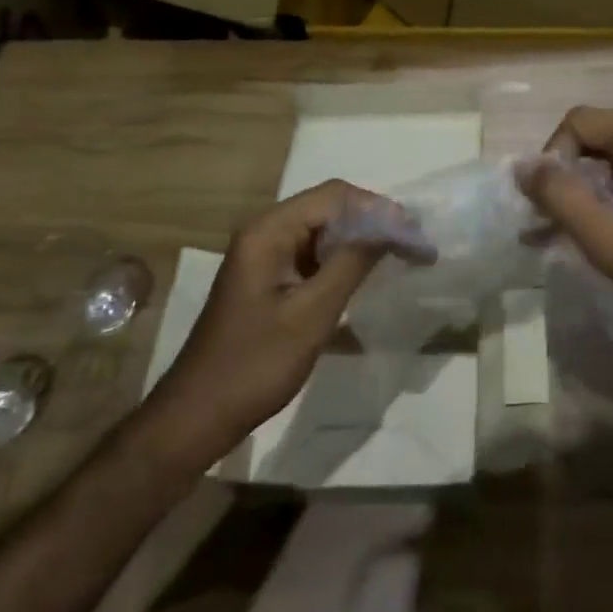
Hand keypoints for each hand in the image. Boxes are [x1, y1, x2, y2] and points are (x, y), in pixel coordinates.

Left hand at [150, 180, 392, 453]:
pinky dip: (342, 259)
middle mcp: (265, 232)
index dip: (378, 208)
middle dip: (373, 222)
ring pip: (323, 231)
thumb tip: (392, 227)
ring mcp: (265, 255)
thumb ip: (352, 264)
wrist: (198, 415)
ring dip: (360, 240)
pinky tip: (367, 275)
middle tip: (413, 245)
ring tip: (400, 257)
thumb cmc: (254, 364)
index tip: (414, 234)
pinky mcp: (269, 277)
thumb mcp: (311, 314)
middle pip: (329, 207)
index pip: (334, 196)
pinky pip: (312, 254)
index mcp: (268, 231)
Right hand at [516, 107, 612, 344]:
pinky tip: (594, 231)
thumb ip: (562, 198)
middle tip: (548, 216)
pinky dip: (606, 196)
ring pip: (612, 158)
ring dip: (582, 187)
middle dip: (564, 172)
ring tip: (559, 229)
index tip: (550, 202)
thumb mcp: (609, 240)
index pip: (580, 121)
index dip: (554, 156)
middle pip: (595, 136)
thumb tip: (522, 166)